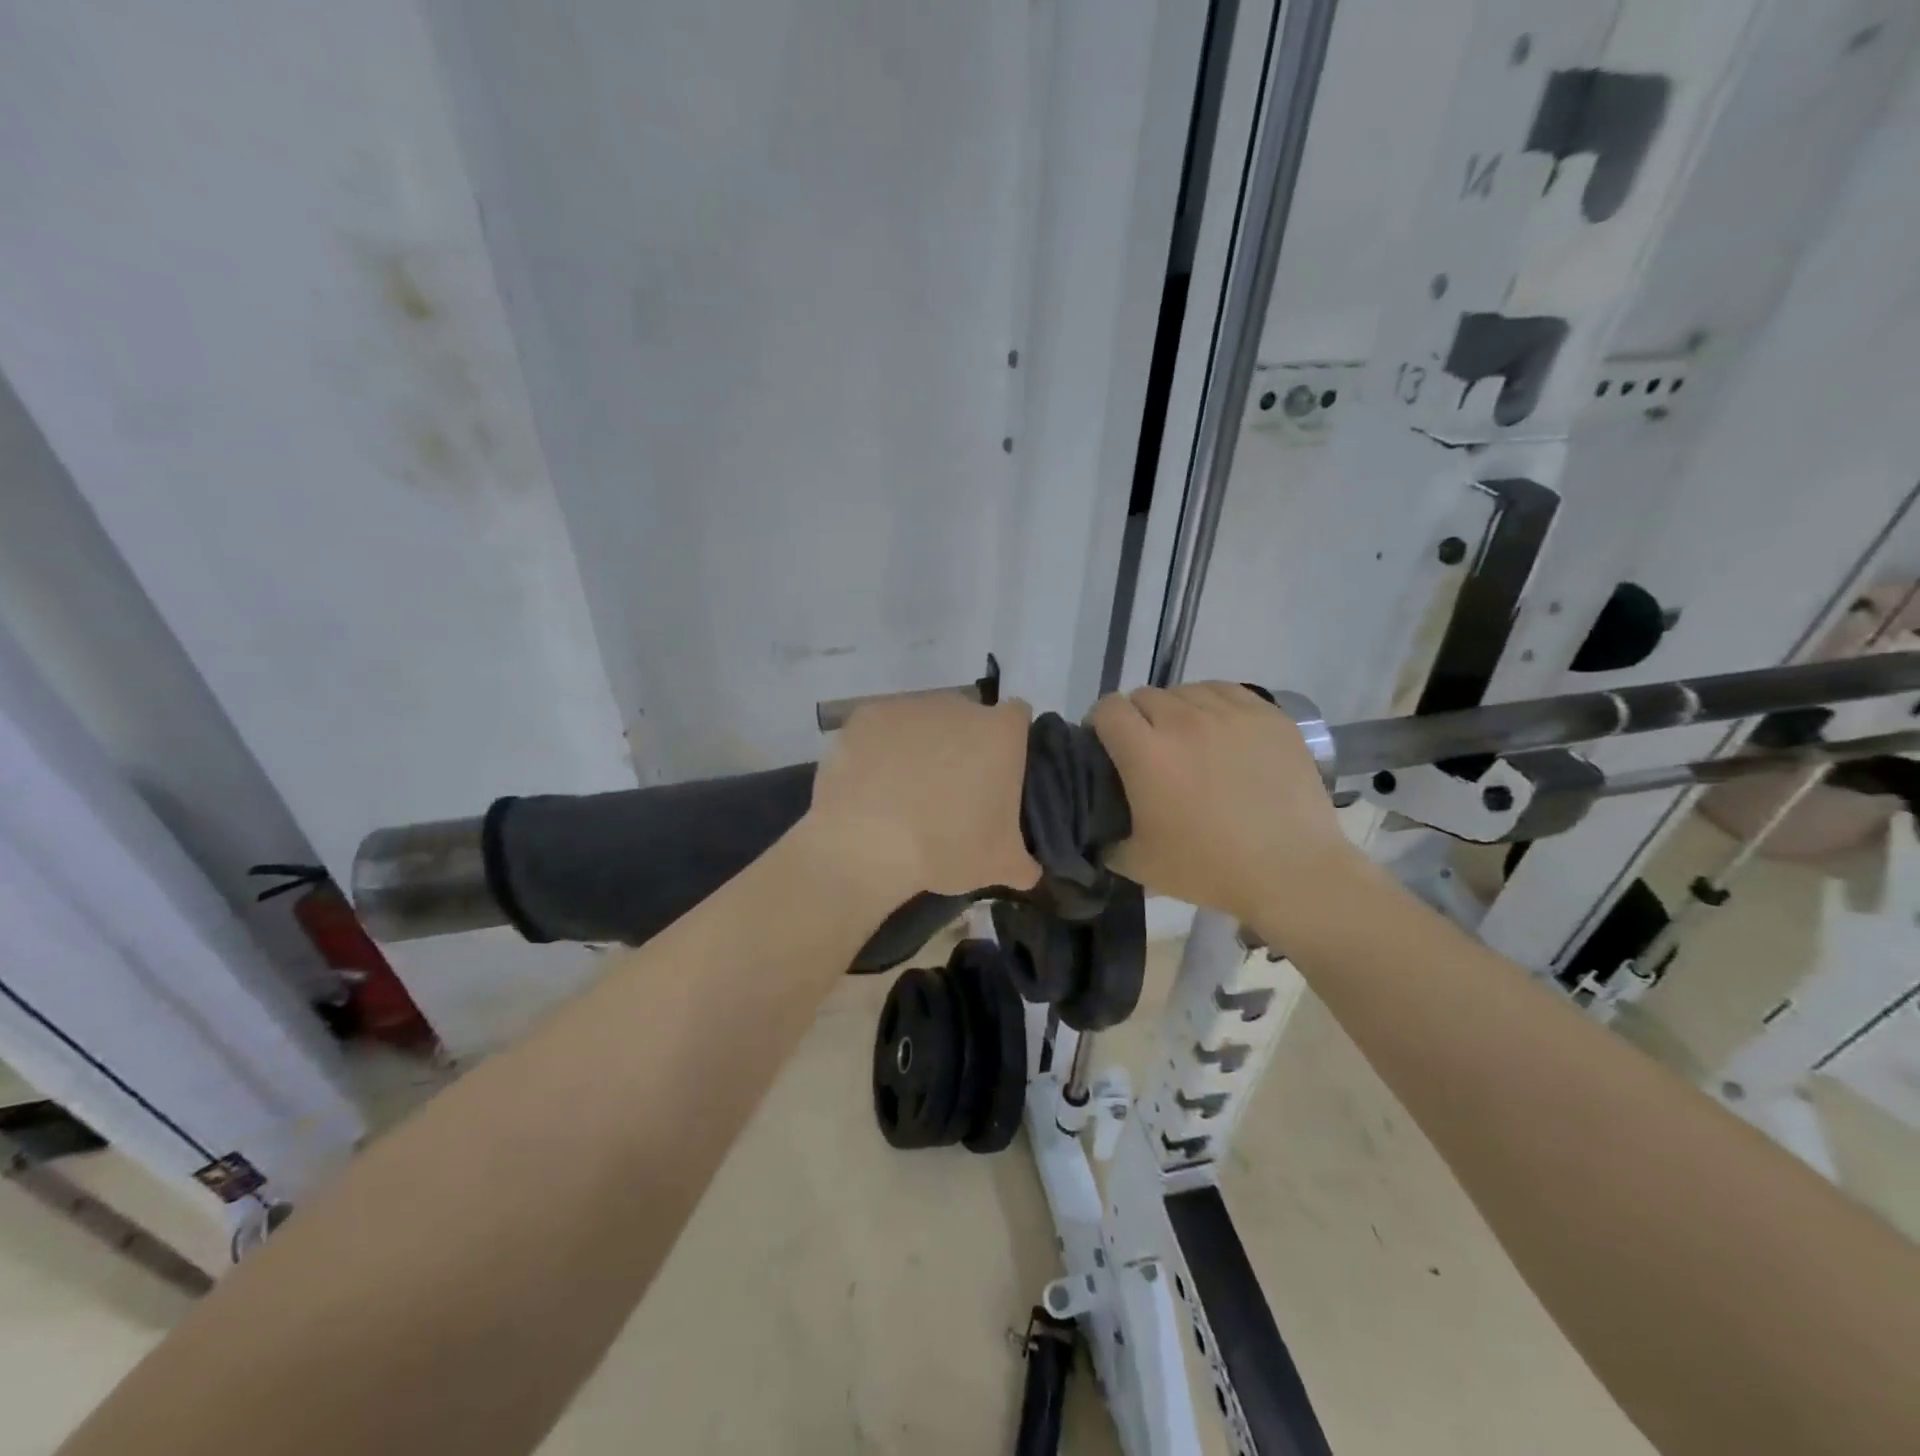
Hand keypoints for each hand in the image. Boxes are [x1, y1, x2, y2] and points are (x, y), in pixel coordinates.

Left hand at [803, 694, 1041, 898]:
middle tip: (951, 791)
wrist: (867, 841)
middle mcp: (959, 706)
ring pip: (924, 721)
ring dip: (922, 746)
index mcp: (1000, 733)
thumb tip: (1029, 870)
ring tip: (905, 791)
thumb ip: (1024, 863)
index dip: (1010, 742)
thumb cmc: (947, 847)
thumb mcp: (1000, 866)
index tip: (998, 774)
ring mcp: (910, 705)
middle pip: (968, 718)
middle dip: (963, 746)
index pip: (1018, 717)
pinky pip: (882, 728)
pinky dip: (881, 748)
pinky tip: (872, 782)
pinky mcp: (867, 714)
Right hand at [1089, 682, 1366, 931]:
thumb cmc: (1208, 868)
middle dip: (1138, 719)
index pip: (1107, 708)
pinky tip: (1222, 733)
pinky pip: (1228, 692)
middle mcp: (1184, 720)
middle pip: (1145, 695)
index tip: (1108, 747)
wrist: (1291, 871)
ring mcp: (1231, 713)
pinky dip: (1215, 706)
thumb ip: (1104, 836)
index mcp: (1146, 752)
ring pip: (1187, 691)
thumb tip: (1094, 824)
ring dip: (1178, 711)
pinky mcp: (1268, 715)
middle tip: (1151, 752)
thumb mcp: (1137, 863)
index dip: (1100, 724)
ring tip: (1191, 741)